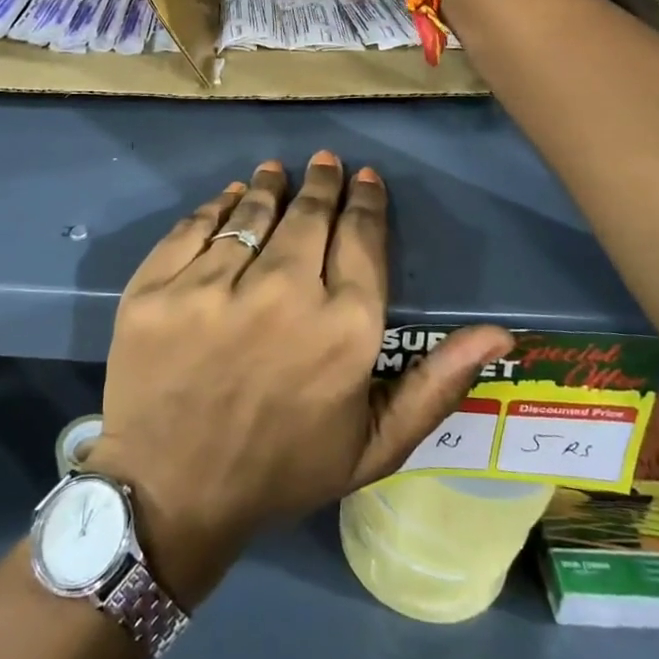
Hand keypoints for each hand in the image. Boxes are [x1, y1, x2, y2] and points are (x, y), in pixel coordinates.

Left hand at [91, 153, 513, 605]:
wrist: (170, 496)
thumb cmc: (281, 471)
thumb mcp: (374, 446)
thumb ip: (437, 385)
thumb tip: (500, 333)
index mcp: (343, 329)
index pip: (361, 240)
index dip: (365, 203)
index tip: (365, 178)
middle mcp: (282, 293)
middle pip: (309, 216)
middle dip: (322, 183)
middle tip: (324, 162)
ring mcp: (213, 286)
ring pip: (251, 212)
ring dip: (269, 186)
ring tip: (276, 171)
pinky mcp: (158, 286)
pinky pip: (195, 226)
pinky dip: (216, 206)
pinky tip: (227, 197)